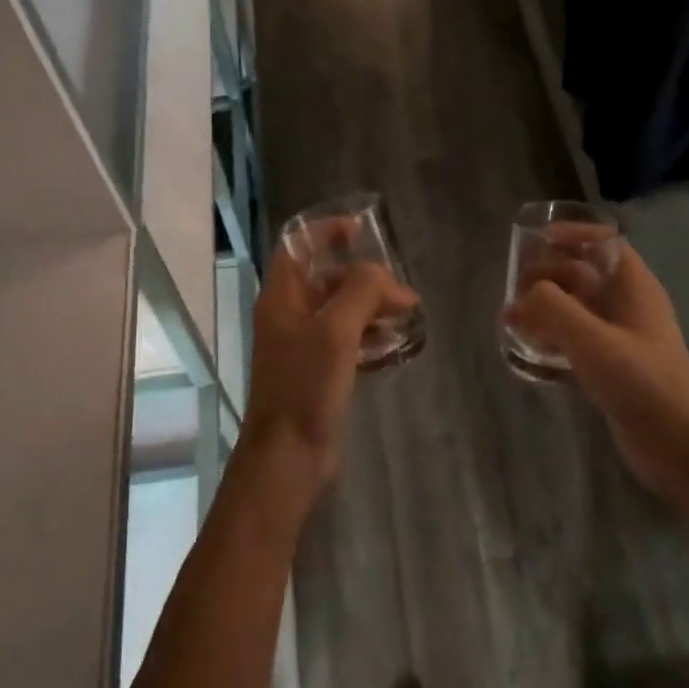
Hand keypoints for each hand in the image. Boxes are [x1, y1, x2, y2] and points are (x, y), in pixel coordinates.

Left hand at [241, 252, 418, 496]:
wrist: (288, 455)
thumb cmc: (305, 385)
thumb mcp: (336, 330)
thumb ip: (362, 291)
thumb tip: (389, 280)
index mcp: (281, 297)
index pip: (297, 246)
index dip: (325, 232)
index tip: (362, 231)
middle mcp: (288, 315)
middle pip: (324, 278)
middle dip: (362, 276)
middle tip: (400, 287)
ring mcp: (302, 345)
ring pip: (339, 310)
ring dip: (370, 306)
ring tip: (407, 314)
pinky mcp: (317, 371)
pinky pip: (345, 341)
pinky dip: (369, 335)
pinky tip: (395, 345)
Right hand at [503, 240, 688, 504]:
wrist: (680, 448)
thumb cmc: (642, 383)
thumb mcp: (593, 340)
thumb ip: (553, 309)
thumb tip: (522, 297)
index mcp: (634, 287)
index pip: (604, 242)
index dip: (571, 234)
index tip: (535, 241)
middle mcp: (628, 306)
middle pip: (583, 273)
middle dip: (547, 276)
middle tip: (513, 292)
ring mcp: (620, 338)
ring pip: (576, 308)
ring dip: (544, 309)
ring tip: (510, 321)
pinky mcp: (611, 367)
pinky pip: (574, 340)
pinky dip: (551, 338)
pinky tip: (527, 351)